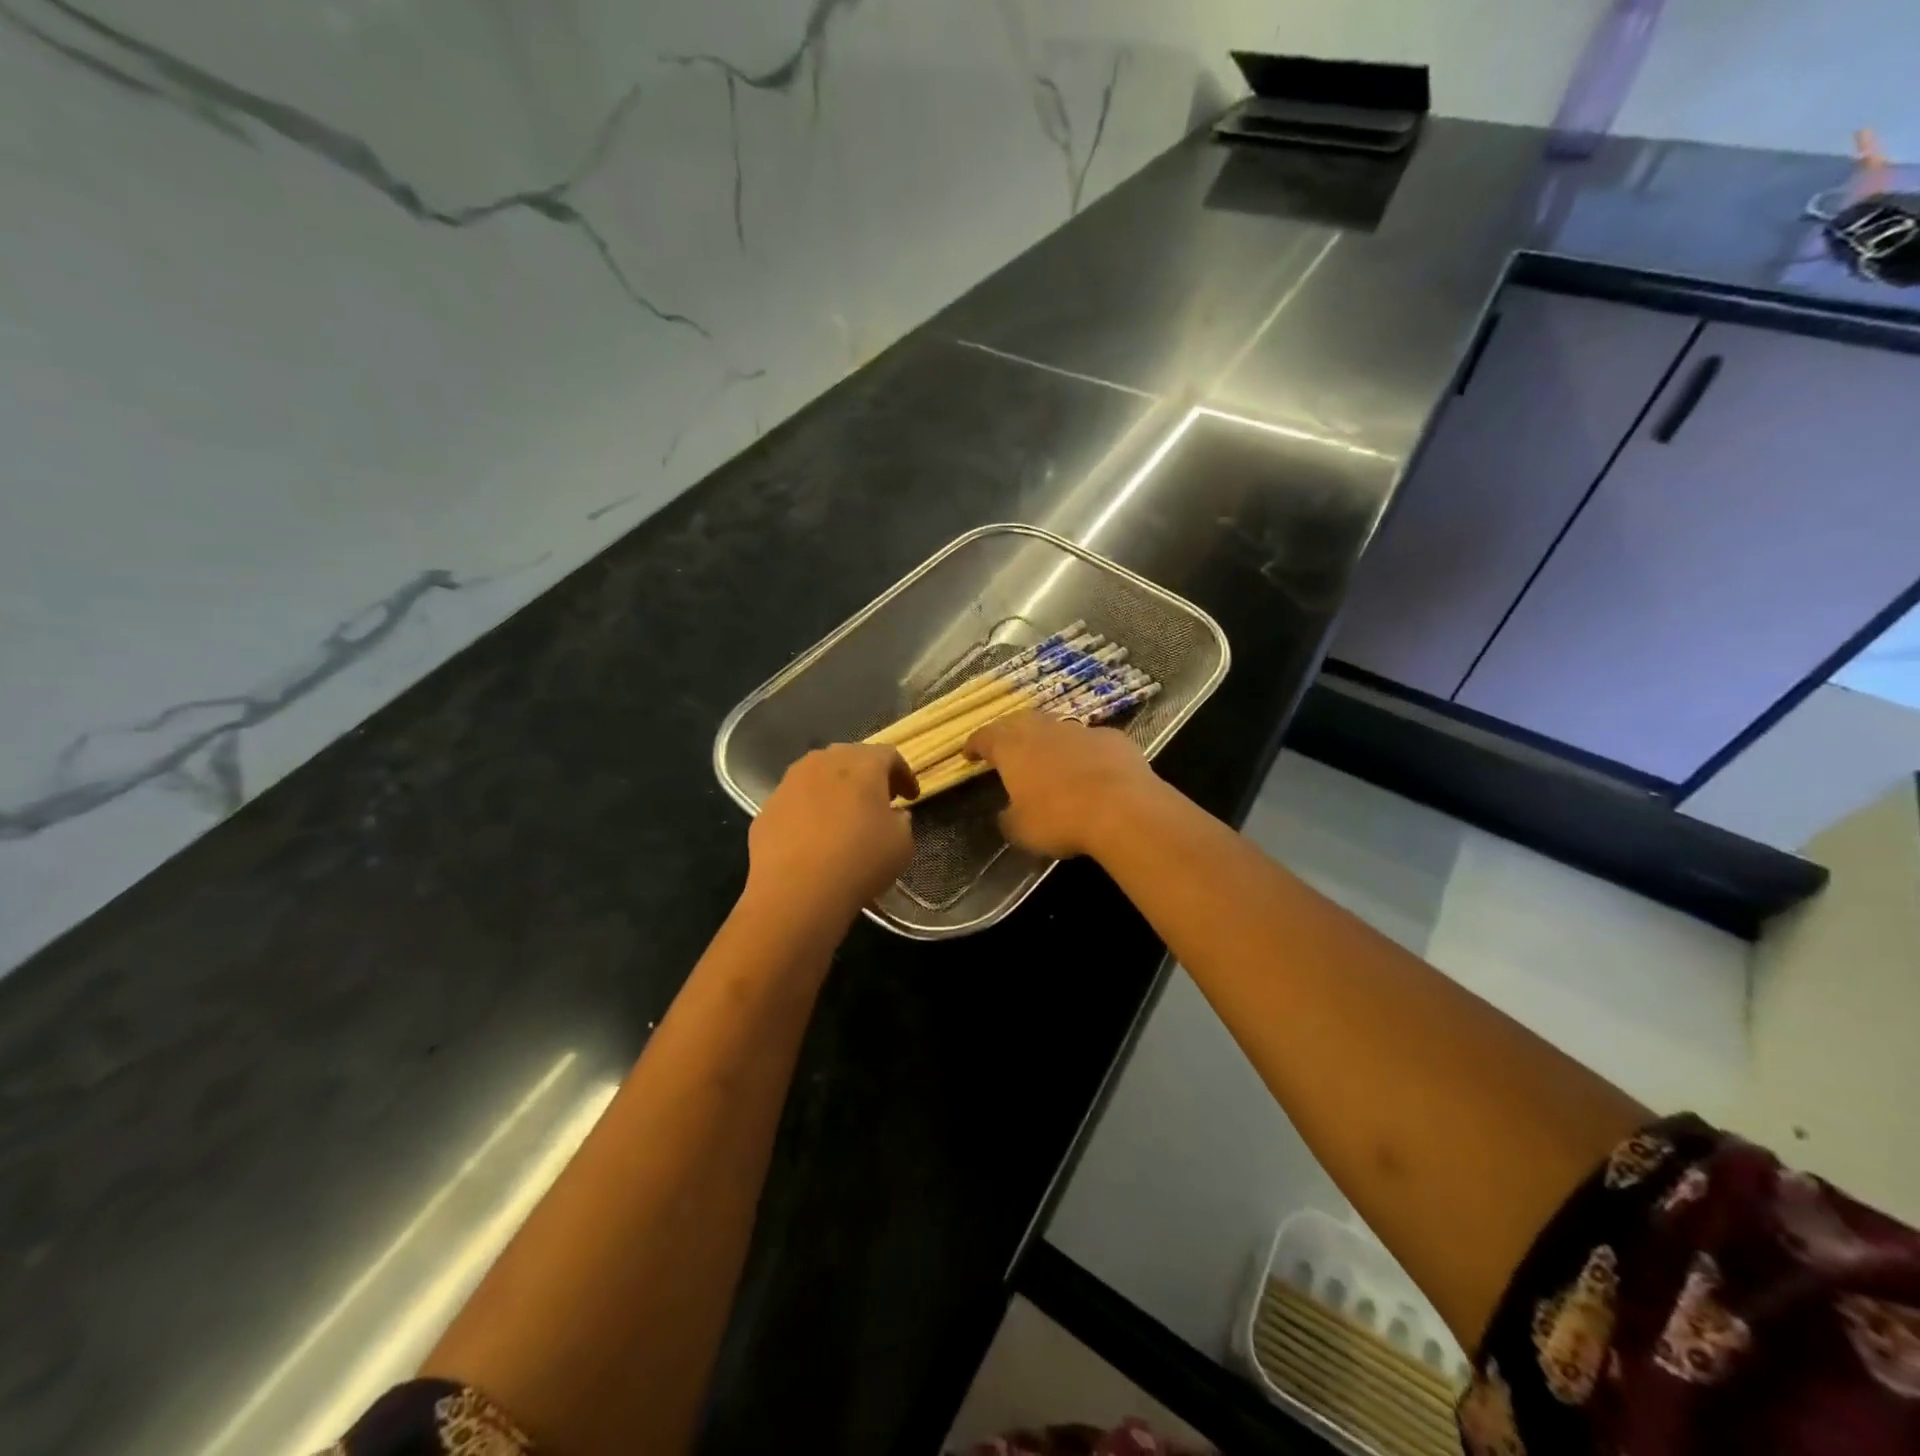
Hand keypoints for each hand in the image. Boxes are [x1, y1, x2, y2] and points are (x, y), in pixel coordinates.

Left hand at [747, 744, 917, 921]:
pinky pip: (797, 800)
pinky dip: (810, 810)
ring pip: (819, 775)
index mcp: (863, 763)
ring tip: (844, 817)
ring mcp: (790, 782)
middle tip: (879, 801)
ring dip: (836, 790)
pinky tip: (814, 837)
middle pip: (851, 758)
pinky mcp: (767, 807)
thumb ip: (901, 822)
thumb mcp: (902, 844)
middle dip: (868, 776)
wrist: (795, 891)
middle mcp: (824, 761)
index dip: (904, 775)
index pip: (889, 756)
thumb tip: (892, 816)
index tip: (911, 797)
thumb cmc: (859, 861)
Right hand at [965, 711, 1161, 859]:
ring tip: (1049, 760)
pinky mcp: (1112, 738)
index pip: (984, 737)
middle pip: (1019, 722)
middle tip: (1007, 750)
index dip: (974, 745)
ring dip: (1049, 741)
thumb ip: (1008, 818)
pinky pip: (1090, 742)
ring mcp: (1080, 730)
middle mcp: (1043, 730)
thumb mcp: (1021, 830)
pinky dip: (1084, 752)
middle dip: (1010, 734)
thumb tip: (1007, 813)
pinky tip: (1091, 770)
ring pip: (1056, 728)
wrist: (1123, 809)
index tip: (969, 754)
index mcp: (1012, 748)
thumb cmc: (1060, 819)